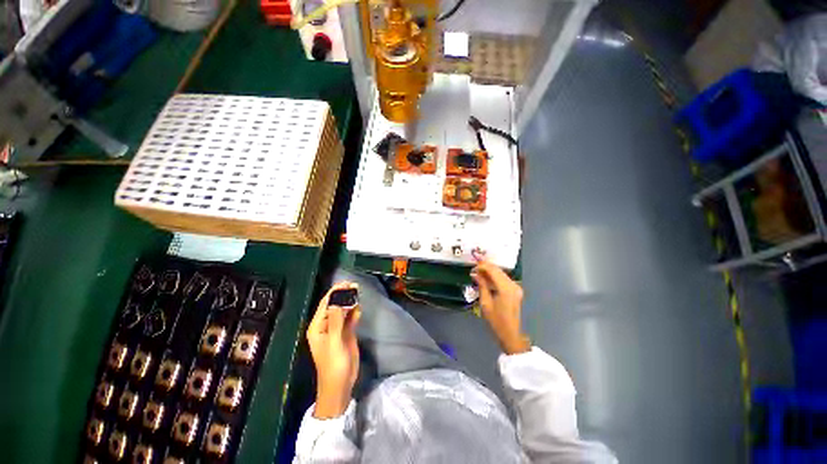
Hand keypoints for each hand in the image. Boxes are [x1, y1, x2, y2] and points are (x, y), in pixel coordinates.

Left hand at [306, 282, 360, 417]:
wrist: (341, 385)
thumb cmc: (334, 365)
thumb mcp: (334, 342)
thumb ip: (336, 321)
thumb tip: (337, 301)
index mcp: (317, 327)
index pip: (326, 304)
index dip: (335, 292)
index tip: (346, 283)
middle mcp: (326, 325)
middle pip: (335, 305)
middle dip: (343, 295)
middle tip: (355, 286)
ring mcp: (336, 329)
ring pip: (343, 311)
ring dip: (350, 302)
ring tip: (358, 293)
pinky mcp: (346, 333)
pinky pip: (350, 319)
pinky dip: (354, 313)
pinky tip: (359, 309)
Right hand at [471, 260, 530, 354]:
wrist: (510, 333)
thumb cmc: (496, 320)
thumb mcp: (485, 303)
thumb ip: (482, 285)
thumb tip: (475, 274)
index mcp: (505, 288)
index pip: (493, 270)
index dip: (482, 266)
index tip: (472, 267)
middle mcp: (513, 285)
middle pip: (498, 270)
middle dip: (486, 267)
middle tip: (474, 268)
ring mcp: (516, 287)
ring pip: (501, 273)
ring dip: (490, 271)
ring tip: (478, 273)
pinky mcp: (515, 290)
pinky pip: (503, 279)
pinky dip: (495, 277)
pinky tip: (486, 279)